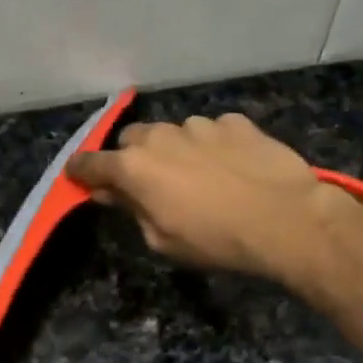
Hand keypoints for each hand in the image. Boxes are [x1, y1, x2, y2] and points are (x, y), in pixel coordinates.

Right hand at [65, 113, 361, 282]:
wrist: (285, 218)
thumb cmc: (216, 240)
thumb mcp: (163, 240)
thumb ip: (132, 210)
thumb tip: (112, 193)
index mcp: (135, 167)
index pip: (91, 163)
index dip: (81, 171)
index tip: (78, 176)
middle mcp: (161, 136)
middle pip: (132, 140)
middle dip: (134, 159)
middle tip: (151, 184)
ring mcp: (201, 124)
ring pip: (175, 133)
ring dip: (177, 151)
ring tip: (202, 177)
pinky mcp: (236, 122)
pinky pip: (213, 131)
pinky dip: (214, 146)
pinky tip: (234, 168)